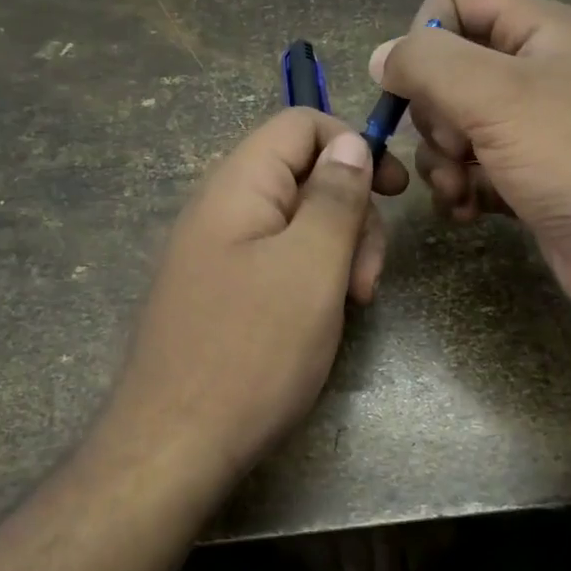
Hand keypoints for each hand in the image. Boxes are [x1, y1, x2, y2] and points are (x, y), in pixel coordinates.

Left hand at [106, 109, 408, 481]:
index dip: (353, 145)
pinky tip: (322, 320)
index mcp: (238, 186)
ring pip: (295, 225)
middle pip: (303, 177)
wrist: (175, 445)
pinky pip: (276, 263)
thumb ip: (335, 197)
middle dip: (351, 215)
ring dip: (337, 253)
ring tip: (350, 305)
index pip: (299, 125)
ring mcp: (217, 254)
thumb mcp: (311, 267)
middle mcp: (221, 209)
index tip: (395, 192)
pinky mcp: (220, 293)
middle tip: (367, 279)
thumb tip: (350, 143)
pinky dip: (311, 280)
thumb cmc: (253, 350)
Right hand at [371, 0, 570, 330]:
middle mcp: (534, 72)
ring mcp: (532, 130)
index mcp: (537, 30)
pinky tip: (467, 212)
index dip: (424, 35)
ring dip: (440, 162)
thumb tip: (381, 56)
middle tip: (454, 145)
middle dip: (432, 114)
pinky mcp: (527, 179)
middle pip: (447, 70)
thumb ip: (428, 64)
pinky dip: (460, 190)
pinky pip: (471, 171)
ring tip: (457, 191)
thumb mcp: (496, 96)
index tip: (418, 86)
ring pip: (453, 127)